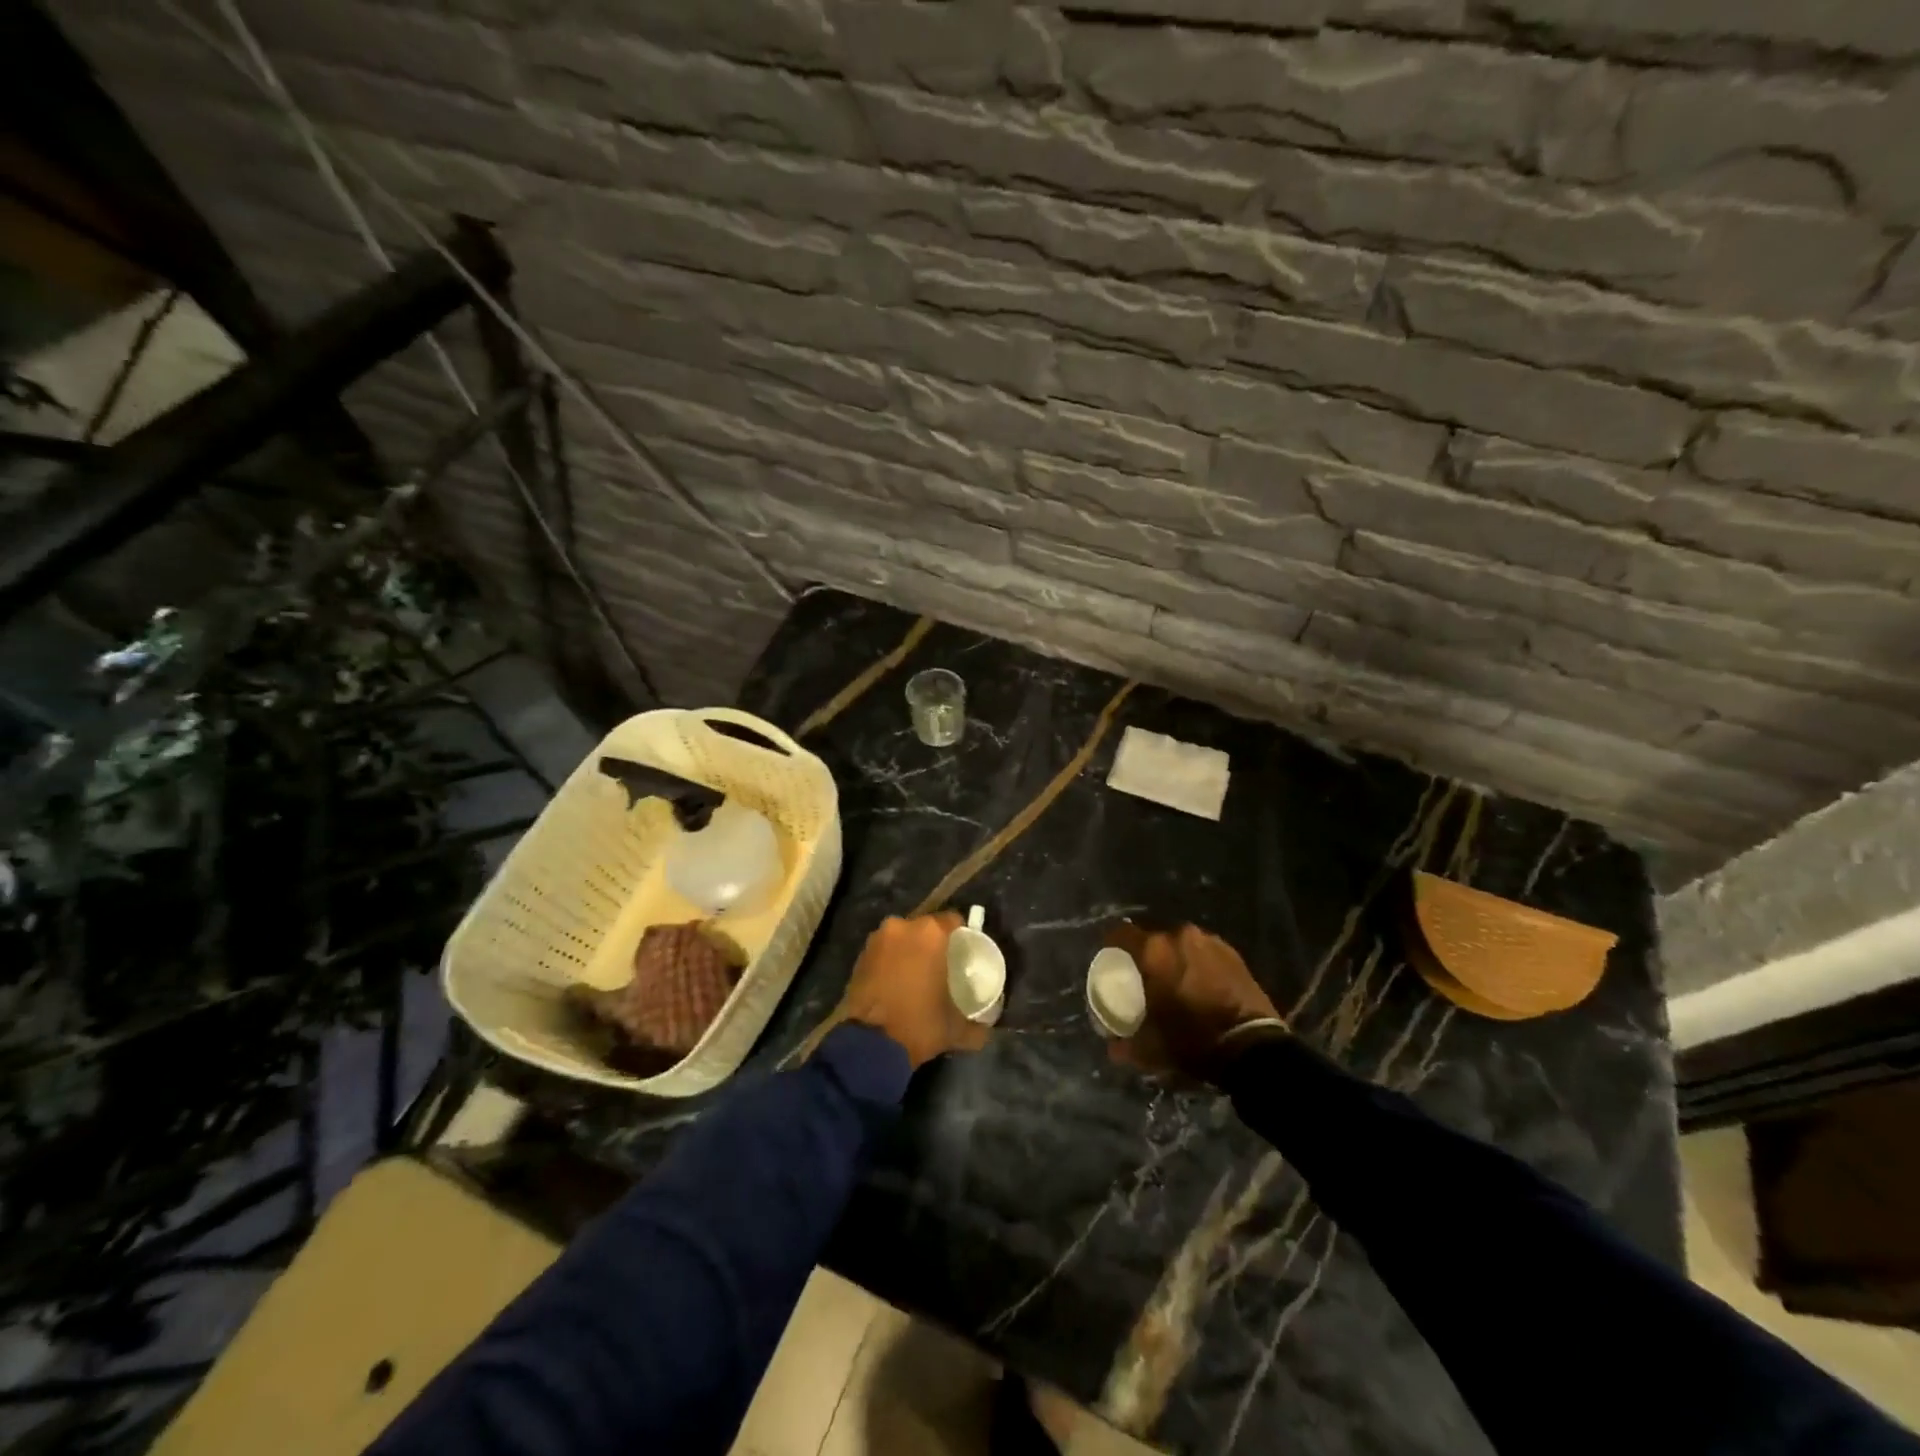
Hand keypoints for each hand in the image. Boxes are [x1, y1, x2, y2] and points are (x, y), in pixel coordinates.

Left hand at [836, 912, 988, 1068]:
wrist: (868, 1045)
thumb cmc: (919, 1025)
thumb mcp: (956, 1029)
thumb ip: (978, 1025)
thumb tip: (987, 1027)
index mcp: (930, 933)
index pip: (954, 920)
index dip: (961, 936)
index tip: (964, 955)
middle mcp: (902, 926)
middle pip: (926, 927)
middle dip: (934, 943)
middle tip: (942, 967)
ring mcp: (878, 939)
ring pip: (902, 938)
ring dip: (910, 951)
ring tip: (918, 976)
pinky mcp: (860, 955)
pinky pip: (884, 951)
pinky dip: (892, 961)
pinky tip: (897, 983)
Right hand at [1109, 923, 1280, 1082]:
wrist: (1253, 1047)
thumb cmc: (1193, 1040)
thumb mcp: (1151, 1049)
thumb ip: (1125, 1045)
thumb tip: (1113, 1046)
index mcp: (1154, 951)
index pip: (1120, 933)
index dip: (1111, 945)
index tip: (1111, 961)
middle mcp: (1179, 936)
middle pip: (1152, 938)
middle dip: (1146, 955)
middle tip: (1145, 978)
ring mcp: (1209, 941)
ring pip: (1180, 944)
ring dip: (1174, 958)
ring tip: (1175, 982)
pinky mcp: (1232, 952)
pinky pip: (1203, 951)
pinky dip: (1197, 963)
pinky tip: (1200, 984)